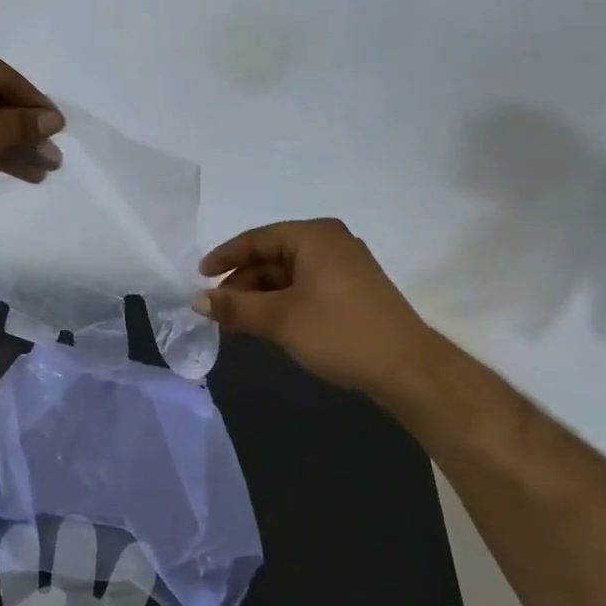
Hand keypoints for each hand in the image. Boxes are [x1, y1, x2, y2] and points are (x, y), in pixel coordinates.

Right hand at [194, 218, 452, 405]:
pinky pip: (306, 287)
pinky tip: (267, 325)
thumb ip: (235, 306)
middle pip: (272, 256)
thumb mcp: (279, 319)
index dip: (225, 257)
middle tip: (218, 309)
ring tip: (237, 322)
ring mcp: (345, 265)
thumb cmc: (339, 332)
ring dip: (260, 296)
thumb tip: (197, 299)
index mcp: (313, 236)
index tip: (200, 277)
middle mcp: (330, 242)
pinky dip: (282, 302)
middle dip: (243, 283)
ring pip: (288, 274)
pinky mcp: (353, 289)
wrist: (408, 369)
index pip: (257, 239)